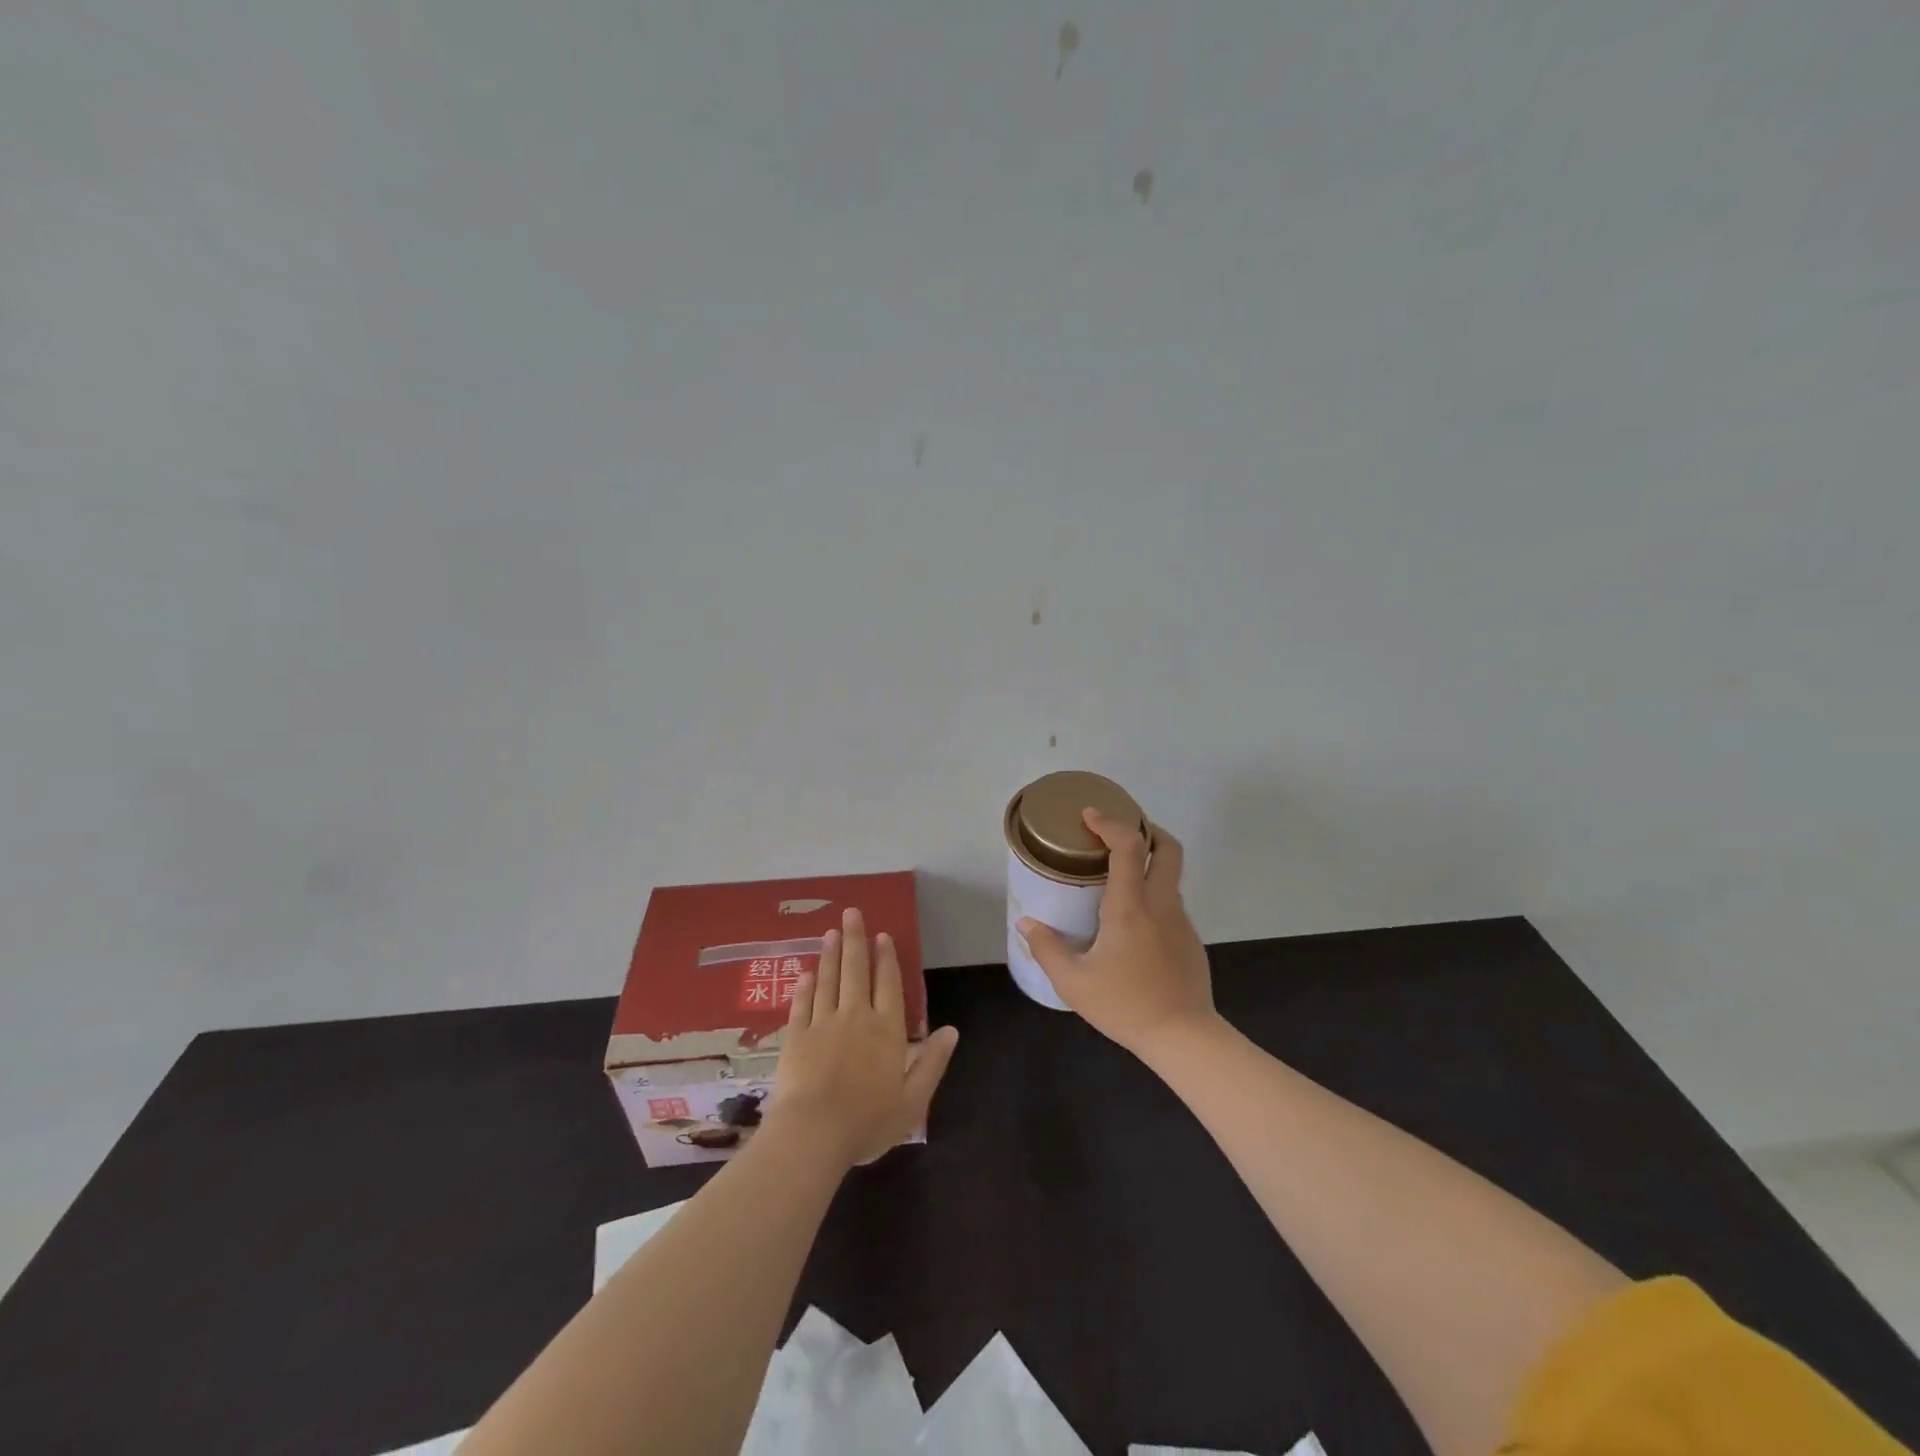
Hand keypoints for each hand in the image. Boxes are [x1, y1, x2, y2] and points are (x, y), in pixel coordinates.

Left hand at [769, 908, 959, 1169]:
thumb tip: (951, 1030)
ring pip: (828, 980)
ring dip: (830, 955)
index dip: (887, 958)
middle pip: (856, 971)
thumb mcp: (913, 1100)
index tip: (882, 935)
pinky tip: (806, 973)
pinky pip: (802, 1004)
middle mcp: (855, 1017)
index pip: (888, 984)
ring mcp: (822, 1024)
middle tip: (851, 913)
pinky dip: (805, 987)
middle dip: (855, 940)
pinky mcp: (796, 1037)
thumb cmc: (868, 1121)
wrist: (813, 1134)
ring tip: (830, 932)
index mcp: (886, 1030)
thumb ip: (932, 1062)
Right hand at [1018, 811, 1217, 1058]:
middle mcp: (1161, 904)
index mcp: (1131, 907)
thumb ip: (1047, 949)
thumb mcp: (1074, 983)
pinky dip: (1153, 895)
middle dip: (1146, 829)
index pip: (1128, 846)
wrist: (1184, 1038)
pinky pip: (1171, 904)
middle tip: (1117, 833)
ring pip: (1170, 876)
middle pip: (1168, 848)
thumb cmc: (1126, 1006)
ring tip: (1116, 879)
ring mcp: (1181, 921)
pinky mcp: (1190, 940)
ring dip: (1148, 864)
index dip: (1110, 822)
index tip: (1089, 815)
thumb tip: (1027, 923)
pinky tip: (1132, 925)